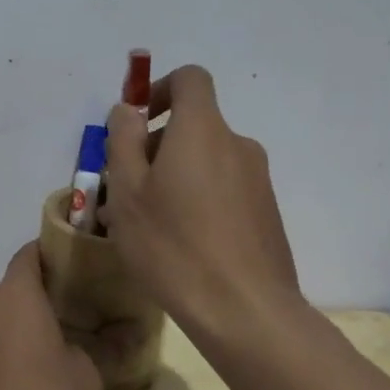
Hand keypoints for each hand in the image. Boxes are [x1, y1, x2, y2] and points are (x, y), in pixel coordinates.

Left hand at [0, 243, 102, 389]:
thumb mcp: (86, 378)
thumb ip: (102, 349)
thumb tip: (127, 333)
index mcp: (14, 295)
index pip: (29, 255)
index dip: (50, 257)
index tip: (71, 270)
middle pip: (10, 294)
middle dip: (34, 306)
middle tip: (64, 327)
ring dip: (10, 336)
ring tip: (37, 366)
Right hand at [101, 65, 301, 343]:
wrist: (245, 310)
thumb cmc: (173, 244)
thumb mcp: (128, 191)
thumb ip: (123, 141)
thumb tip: (128, 111)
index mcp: (203, 129)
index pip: (190, 79)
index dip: (159, 90)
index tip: (136, 125)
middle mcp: (237, 145)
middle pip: (194, 126)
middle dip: (156, 147)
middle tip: (124, 191)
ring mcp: (257, 181)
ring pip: (205, 163)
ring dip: (174, 178)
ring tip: (147, 225)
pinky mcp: (266, 214)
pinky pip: (223, 191)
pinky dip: (198, 201)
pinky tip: (179, 244)